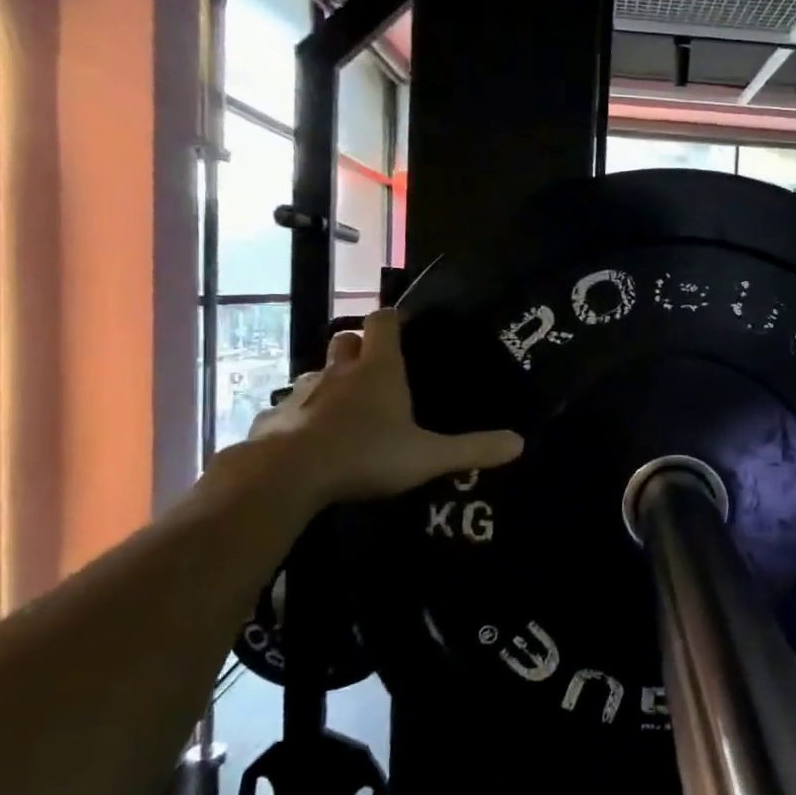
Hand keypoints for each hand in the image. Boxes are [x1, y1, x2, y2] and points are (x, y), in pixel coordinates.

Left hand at [246, 310, 522, 506]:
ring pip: (316, 373)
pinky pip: (290, 408)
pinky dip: (302, 415)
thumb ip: (473, 449)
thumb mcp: (428, 457)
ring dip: (330, 381)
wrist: (286, 476)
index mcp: (378, 370)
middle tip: (375, 367)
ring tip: (345, 406)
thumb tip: (520, 443)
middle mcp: (338, 372)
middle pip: (346, 340)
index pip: (383, 321)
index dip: (393, 318)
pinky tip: (310, 438)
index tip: (402, 324)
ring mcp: (302, 392)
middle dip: (359, 347)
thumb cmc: (364, 455)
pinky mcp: (275, 418)